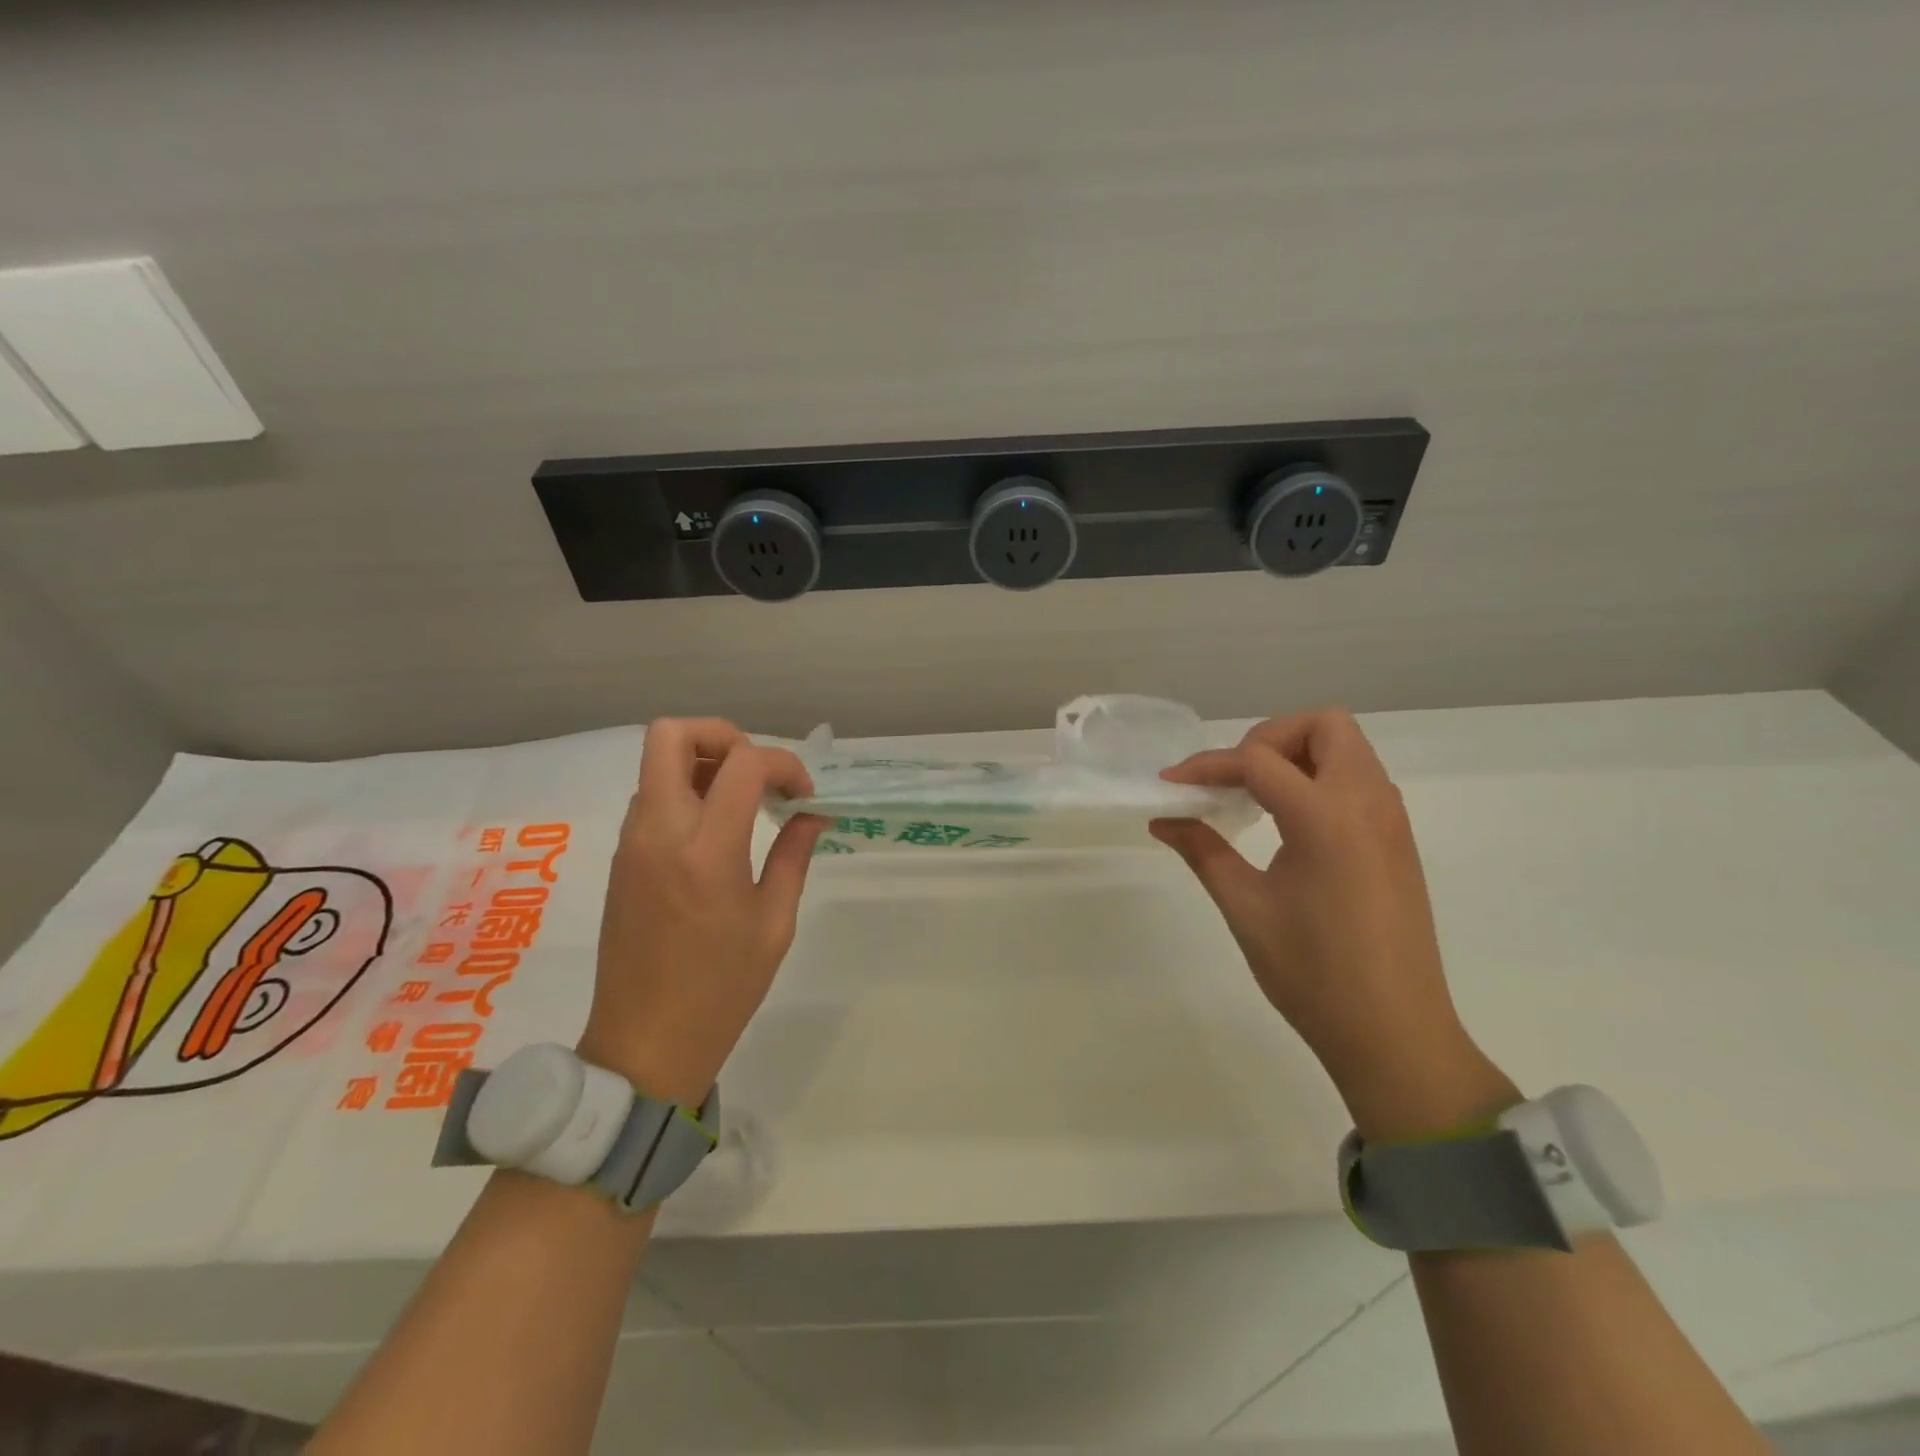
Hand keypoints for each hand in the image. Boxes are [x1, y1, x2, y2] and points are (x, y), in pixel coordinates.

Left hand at [576, 719, 824, 1104]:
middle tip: (758, 773)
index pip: (743, 764)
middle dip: (723, 736)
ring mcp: (632, 842)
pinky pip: (651, 796)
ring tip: (745, 803)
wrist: (645, 1043)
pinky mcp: (621, 857)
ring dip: (704, 763)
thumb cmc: (722, 989)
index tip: (802, 796)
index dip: (783, 764)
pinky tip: (719, 830)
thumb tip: (811, 813)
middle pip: (672, 735)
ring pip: (658, 762)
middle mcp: (659, 832)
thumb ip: (793, 855)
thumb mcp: (774, 922)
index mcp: (706, 851)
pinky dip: (687, 790)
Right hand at [1153, 708, 1514, 1138]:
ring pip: (1347, 749)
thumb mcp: (1245, 906)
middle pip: (1324, 725)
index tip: (1171, 785)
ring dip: (1297, 756)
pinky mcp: (1397, 842)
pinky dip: (1319, 780)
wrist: (1394, 1034)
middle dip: (1269, 738)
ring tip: (1255, 798)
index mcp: (1327, 817)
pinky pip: (1359, 780)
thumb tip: (1163, 819)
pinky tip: (1287, 824)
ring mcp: (1390, 821)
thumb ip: (1203, 850)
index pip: (1258, 760)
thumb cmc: (1312, 972)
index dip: (1208, 766)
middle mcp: (1368, 803)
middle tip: (1233, 778)